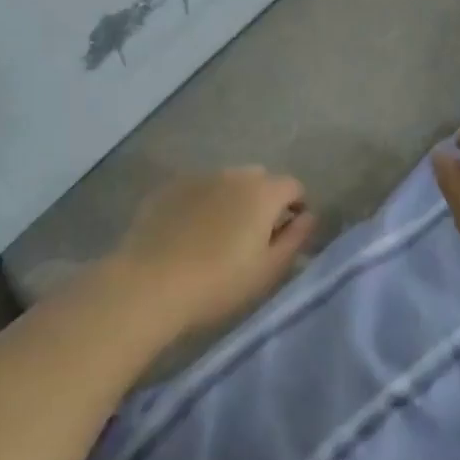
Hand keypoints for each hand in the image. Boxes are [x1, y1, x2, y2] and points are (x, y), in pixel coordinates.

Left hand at [106, 168, 315, 339]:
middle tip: (254, 237)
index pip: (293, 186)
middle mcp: (232, 174)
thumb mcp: (268, 270)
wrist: (150, 284)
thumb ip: (295, 238)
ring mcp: (197, 177)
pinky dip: (202, 203)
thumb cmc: (218, 283)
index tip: (288, 234)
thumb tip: (309, 216)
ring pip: (226, 182)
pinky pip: (197, 189)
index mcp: (263, 192)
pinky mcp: (168, 188)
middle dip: (264, 201)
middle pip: (259, 180)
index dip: (296, 207)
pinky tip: (190, 232)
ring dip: (232, 200)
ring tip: (219, 235)